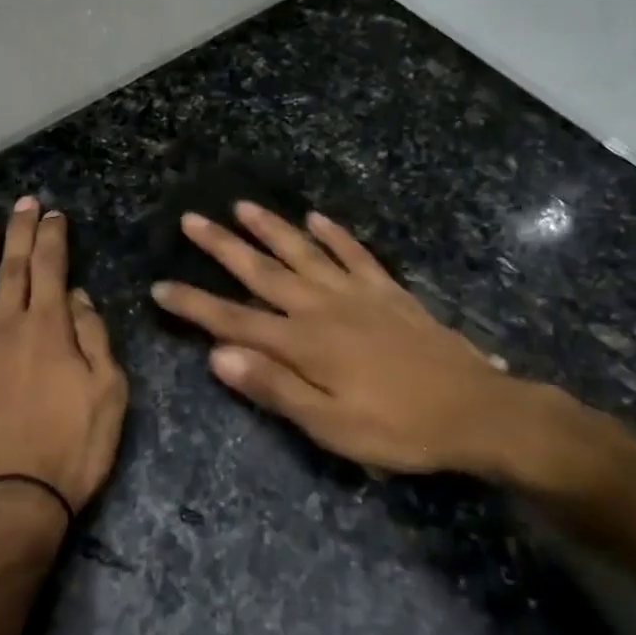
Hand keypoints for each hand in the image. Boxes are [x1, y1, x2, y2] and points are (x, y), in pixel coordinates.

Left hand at [0, 197, 127, 535]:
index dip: (52, 237)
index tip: (53, 213)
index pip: (51, 268)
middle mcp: (4, 328)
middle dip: (19, 232)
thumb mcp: (108, 395)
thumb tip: (78, 298)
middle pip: (12, 269)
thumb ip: (94, 339)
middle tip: (23, 202)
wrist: (5, 507)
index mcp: (48, 329)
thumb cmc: (69, 453)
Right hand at [151, 203, 522, 474]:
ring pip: (304, 251)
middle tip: (192, 219)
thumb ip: (274, 387)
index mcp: (303, 343)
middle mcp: (322, 307)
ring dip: (271, 228)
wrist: (475, 410)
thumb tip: (217, 356)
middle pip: (262, 271)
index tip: (160, 286)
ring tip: (242, 206)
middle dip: (223, 246)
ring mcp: (357, 293)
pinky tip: (318, 218)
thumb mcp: (331, 425)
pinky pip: (354, 253)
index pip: (234, 320)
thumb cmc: (397, 428)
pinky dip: (334, 233)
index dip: (194, 304)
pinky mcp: (387, 291)